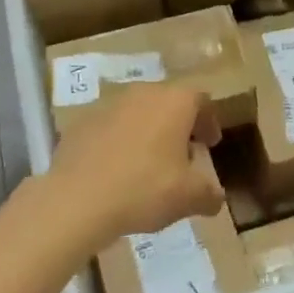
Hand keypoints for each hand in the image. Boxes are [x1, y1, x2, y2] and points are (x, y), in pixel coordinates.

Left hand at [46, 86, 223, 240]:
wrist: (77, 199)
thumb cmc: (144, 189)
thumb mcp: (188, 198)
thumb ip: (209, 194)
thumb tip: (216, 198)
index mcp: (174, 102)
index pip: (201, 99)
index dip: (209, 121)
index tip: (210, 143)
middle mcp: (143, 93)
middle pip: (168, 102)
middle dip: (179, 125)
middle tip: (183, 154)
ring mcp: (109, 105)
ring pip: (138, 112)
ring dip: (148, 132)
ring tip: (149, 164)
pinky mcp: (82, 122)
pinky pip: (110, 127)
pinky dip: (119, 141)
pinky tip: (117, 170)